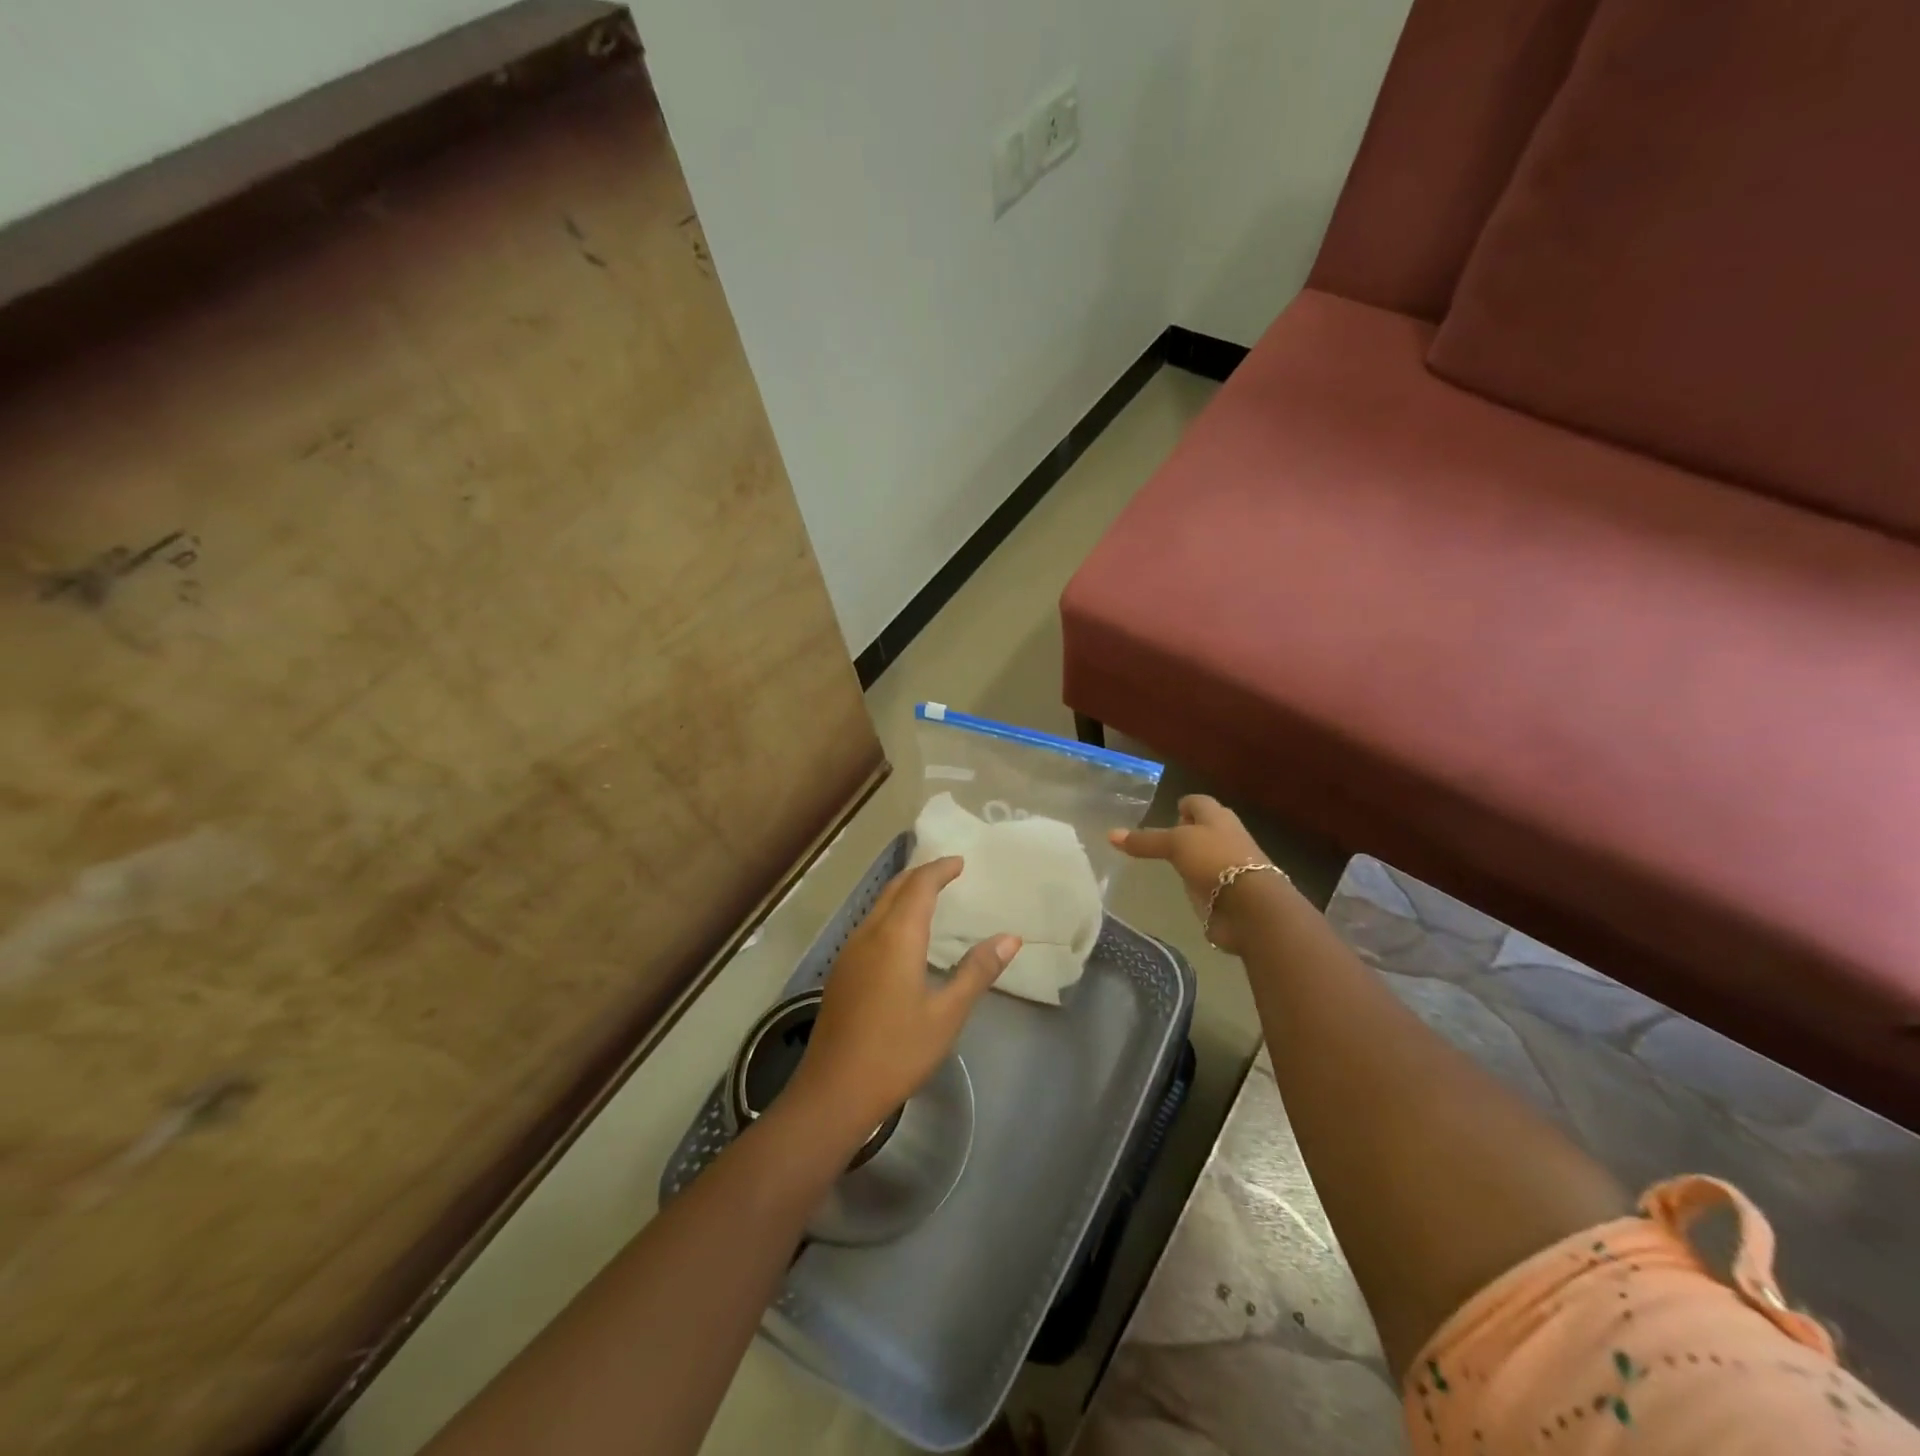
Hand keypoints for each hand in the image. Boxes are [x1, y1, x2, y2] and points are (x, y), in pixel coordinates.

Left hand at [787, 858, 1018, 1137]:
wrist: (834, 1091)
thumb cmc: (897, 1051)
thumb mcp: (947, 1014)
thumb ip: (977, 971)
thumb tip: (1011, 938)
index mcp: (896, 937)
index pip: (919, 886)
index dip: (939, 869)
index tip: (960, 862)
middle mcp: (869, 934)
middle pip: (894, 889)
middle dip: (920, 875)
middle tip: (947, 872)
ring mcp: (849, 953)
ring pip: (878, 906)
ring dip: (903, 893)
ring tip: (928, 897)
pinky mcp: (841, 972)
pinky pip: (869, 925)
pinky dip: (890, 914)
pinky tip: (901, 936)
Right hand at [1109, 795, 1272, 951]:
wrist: (1251, 906)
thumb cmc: (1214, 860)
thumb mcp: (1175, 844)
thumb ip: (1145, 841)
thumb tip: (1109, 834)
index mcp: (1218, 817)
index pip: (1198, 802)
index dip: (1184, 805)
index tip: (1169, 811)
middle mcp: (1226, 837)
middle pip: (1204, 829)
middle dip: (1187, 831)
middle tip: (1162, 838)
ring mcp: (1228, 867)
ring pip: (1206, 856)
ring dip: (1191, 859)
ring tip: (1167, 863)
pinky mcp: (1226, 893)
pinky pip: (1207, 883)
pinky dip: (1196, 883)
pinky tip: (1181, 888)